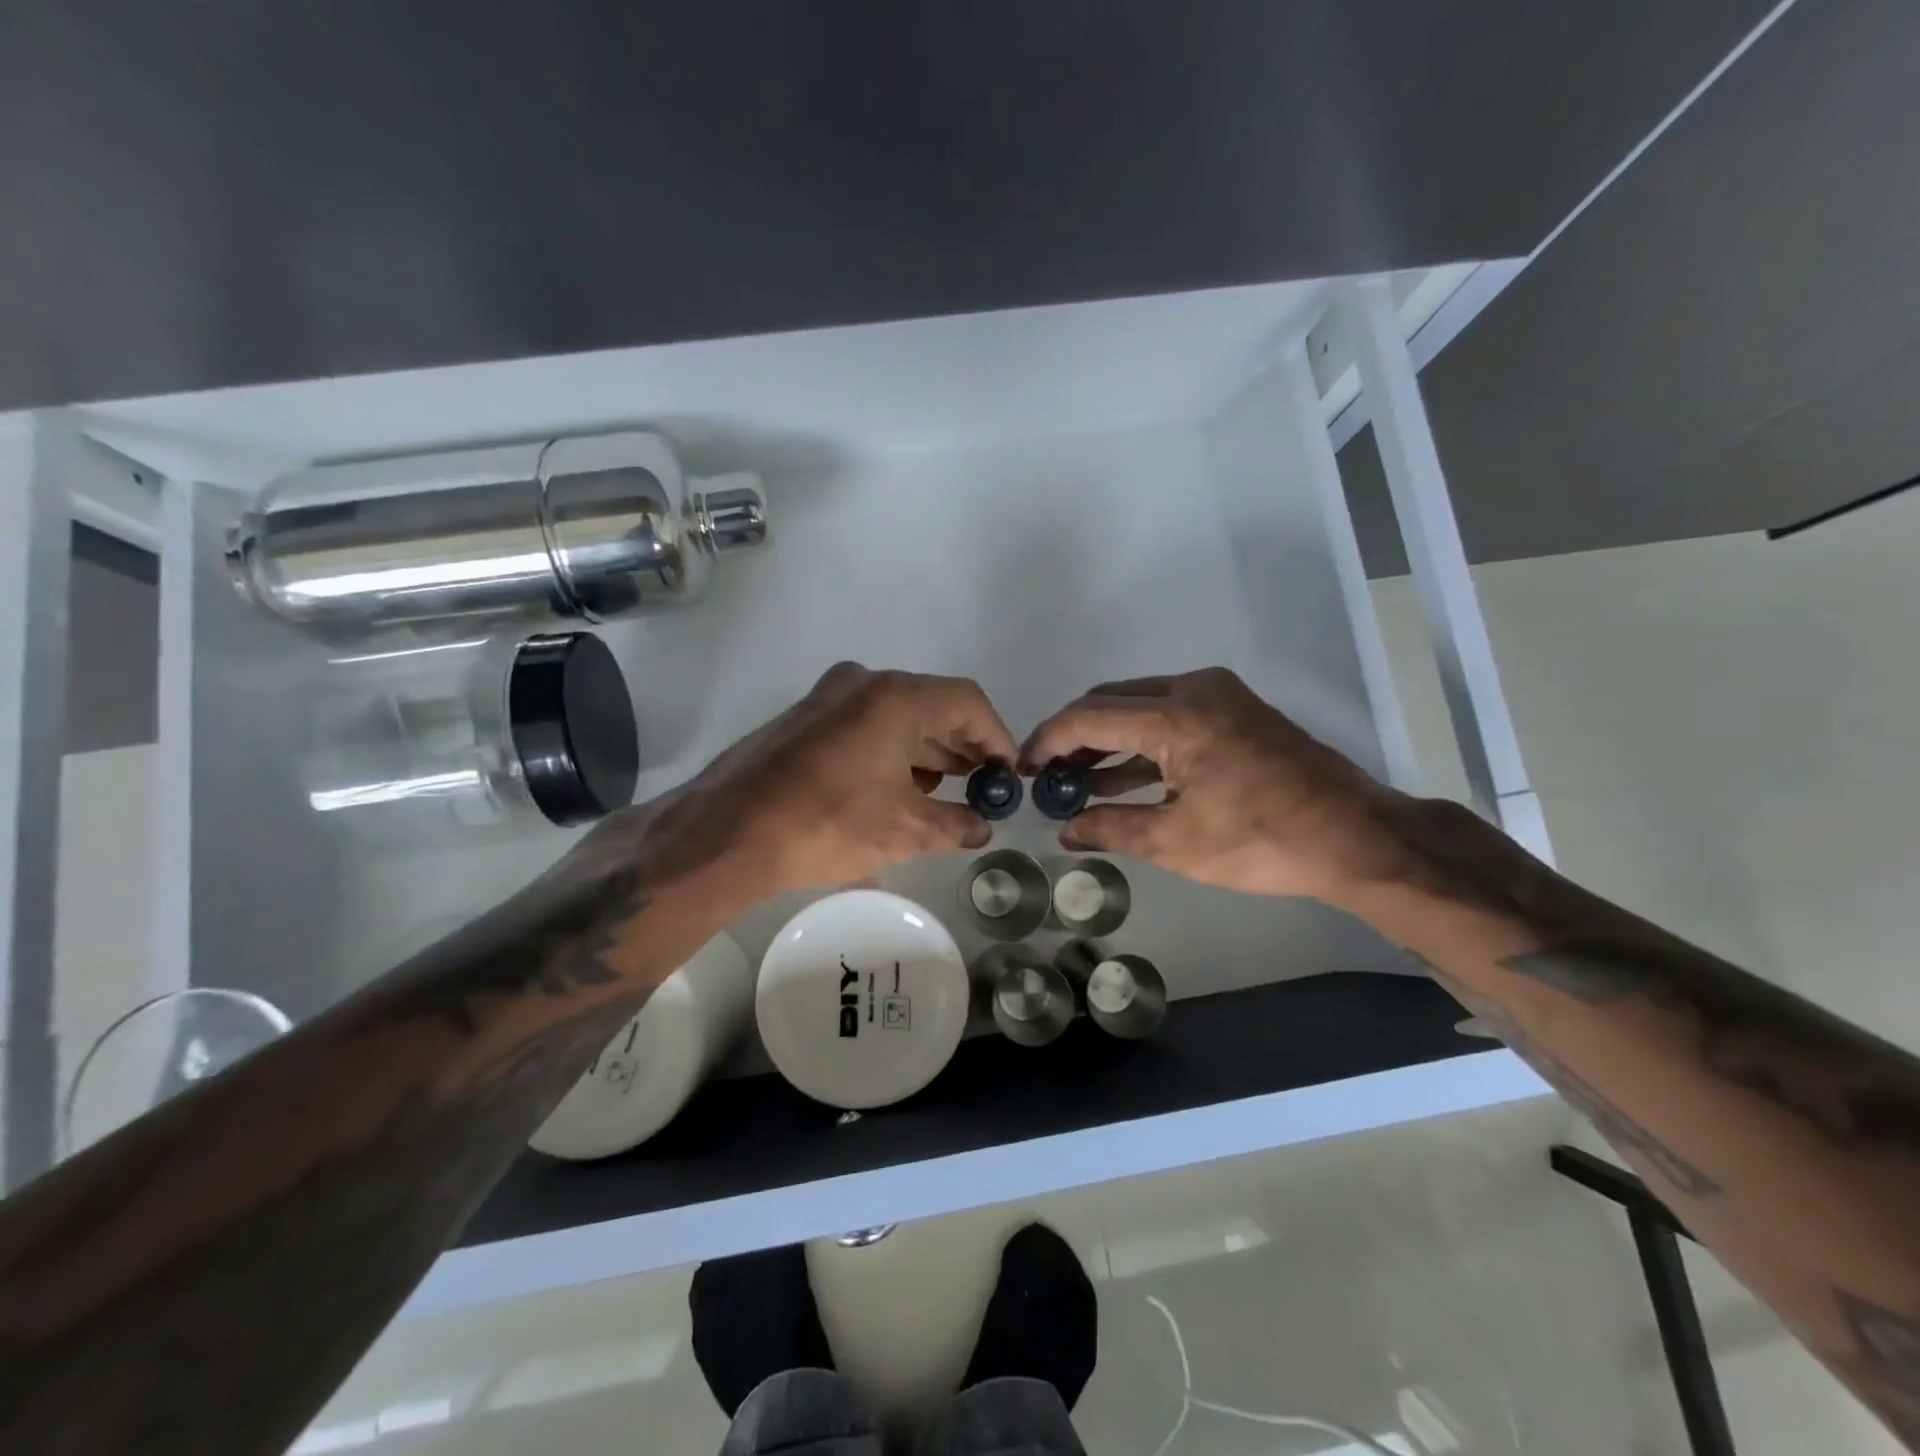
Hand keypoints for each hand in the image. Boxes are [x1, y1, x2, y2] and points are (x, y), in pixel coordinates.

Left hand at [597, 663, 1018, 909]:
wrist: (726, 832)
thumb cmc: (826, 823)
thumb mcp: (903, 831)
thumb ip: (955, 824)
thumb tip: (982, 827)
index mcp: (896, 697)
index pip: (968, 703)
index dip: (996, 738)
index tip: (1006, 776)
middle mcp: (864, 683)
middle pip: (933, 706)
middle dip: (962, 747)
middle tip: (982, 788)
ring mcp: (829, 697)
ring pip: (897, 716)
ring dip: (927, 751)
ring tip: (945, 793)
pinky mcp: (805, 718)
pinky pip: (865, 724)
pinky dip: (891, 751)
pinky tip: (899, 788)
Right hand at [1019, 668, 1402, 902]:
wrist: (1356, 837)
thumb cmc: (1262, 842)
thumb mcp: (1176, 843)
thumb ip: (1111, 828)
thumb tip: (1066, 830)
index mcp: (1176, 715)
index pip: (1088, 715)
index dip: (1048, 740)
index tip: (1023, 767)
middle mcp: (1193, 689)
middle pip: (1110, 701)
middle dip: (1073, 736)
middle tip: (1048, 775)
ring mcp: (1219, 695)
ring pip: (1139, 705)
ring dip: (1106, 739)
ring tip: (1075, 781)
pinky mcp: (1235, 710)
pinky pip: (1170, 715)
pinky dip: (1141, 741)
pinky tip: (1121, 777)